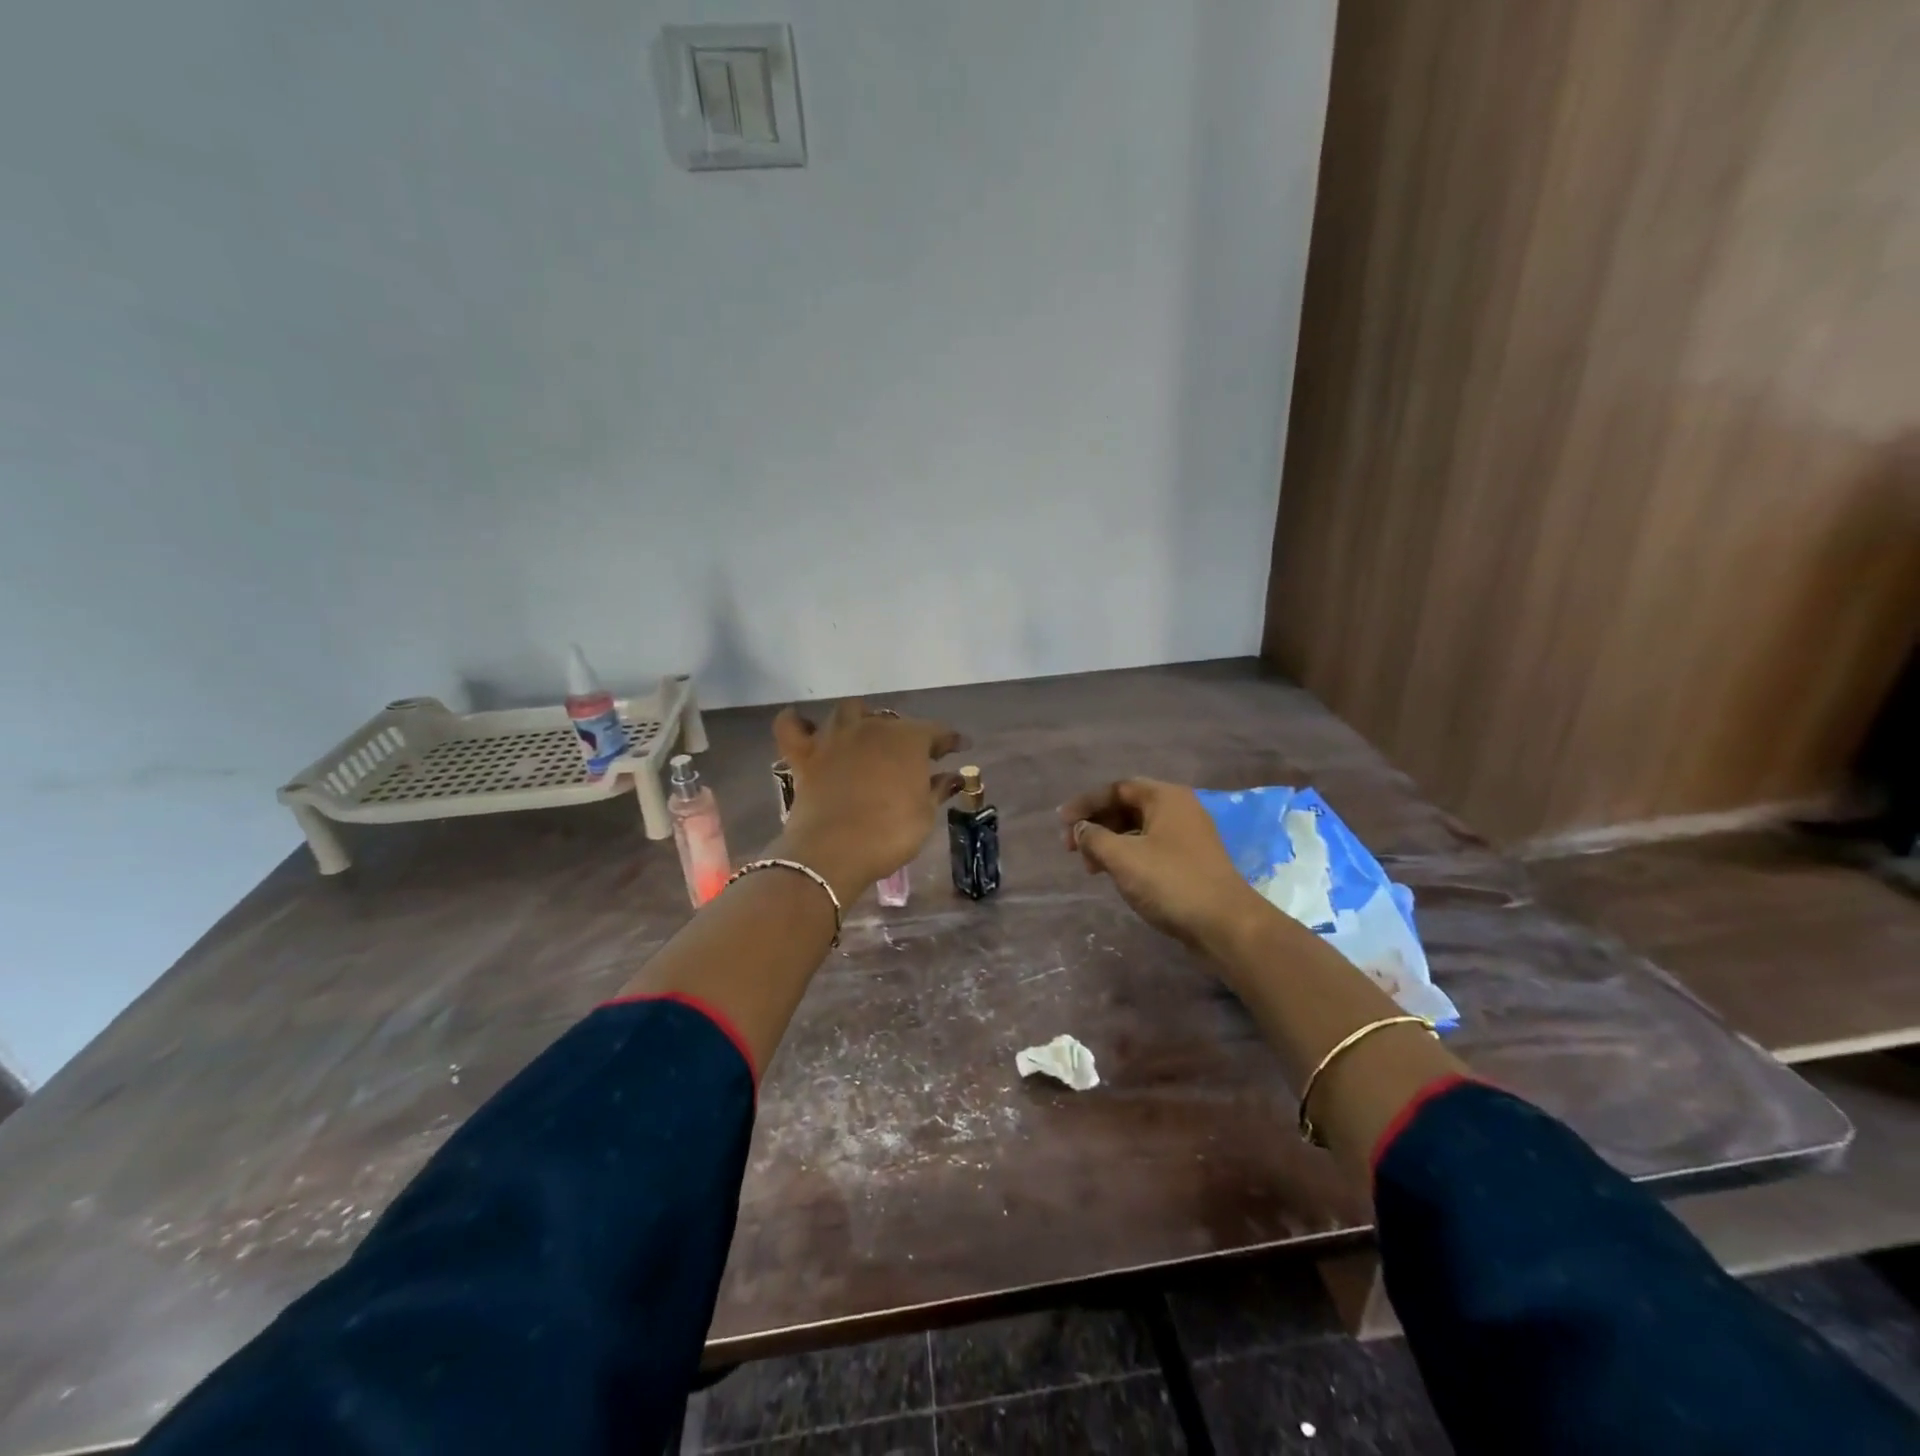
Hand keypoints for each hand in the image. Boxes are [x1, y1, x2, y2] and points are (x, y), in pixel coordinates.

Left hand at [772, 700, 965, 898]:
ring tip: (867, 736)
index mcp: (907, 739)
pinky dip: (798, 722)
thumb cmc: (889, 833)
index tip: (961, 747)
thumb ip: (937, 789)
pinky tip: (805, 727)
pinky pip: (792, 726)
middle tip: (913, 756)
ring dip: (861, 719)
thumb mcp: (924, 815)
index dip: (950, 739)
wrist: (833, 851)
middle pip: (892, 721)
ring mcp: (834, 738)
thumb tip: (952, 776)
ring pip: (848, 711)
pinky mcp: (804, 755)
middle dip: (906, 734)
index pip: (936, 731)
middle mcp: (871, 727)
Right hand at [1059, 779, 1269, 953]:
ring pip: (1138, 829)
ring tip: (1092, 868)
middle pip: (1127, 807)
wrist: (1226, 925)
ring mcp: (1188, 836)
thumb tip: (1080, 829)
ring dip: (1110, 843)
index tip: (1061, 824)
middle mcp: (1179, 809)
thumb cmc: (1170, 882)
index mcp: (1165, 797)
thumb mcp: (1122, 857)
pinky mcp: (1191, 861)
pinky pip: (1151, 847)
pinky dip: (1128, 856)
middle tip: (1073, 849)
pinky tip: (1116, 876)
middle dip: (1096, 825)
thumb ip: (1094, 837)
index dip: (1085, 803)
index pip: (1117, 788)